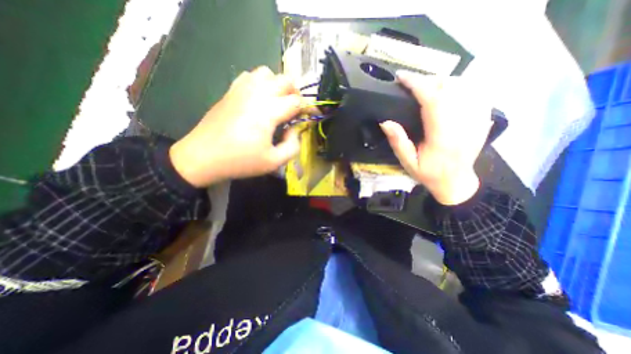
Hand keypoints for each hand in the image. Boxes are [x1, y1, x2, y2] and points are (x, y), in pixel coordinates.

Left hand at [169, 66, 304, 186]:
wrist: (203, 156)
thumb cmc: (240, 161)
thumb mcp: (274, 162)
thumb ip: (293, 146)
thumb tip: (295, 129)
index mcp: (269, 111)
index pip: (297, 101)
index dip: (308, 108)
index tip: (311, 116)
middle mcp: (257, 94)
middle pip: (285, 80)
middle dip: (296, 93)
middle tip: (295, 110)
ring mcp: (241, 89)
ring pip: (267, 72)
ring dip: (278, 85)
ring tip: (278, 102)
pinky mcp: (231, 91)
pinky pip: (250, 76)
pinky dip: (261, 83)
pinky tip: (259, 99)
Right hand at [379, 71, 492, 203]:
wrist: (456, 183)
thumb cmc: (429, 174)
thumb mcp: (407, 163)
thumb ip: (398, 142)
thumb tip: (385, 121)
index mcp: (442, 137)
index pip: (432, 101)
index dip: (417, 84)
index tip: (401, 77)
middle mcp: (463, 125)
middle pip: (449, 87)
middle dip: (427, 79)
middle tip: (410, 83)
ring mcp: (477, 120)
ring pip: (464, 86)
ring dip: (442, 81)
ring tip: (425, 87)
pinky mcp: (482, 119)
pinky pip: (475, 91)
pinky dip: (460, 85)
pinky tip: (447, 91)